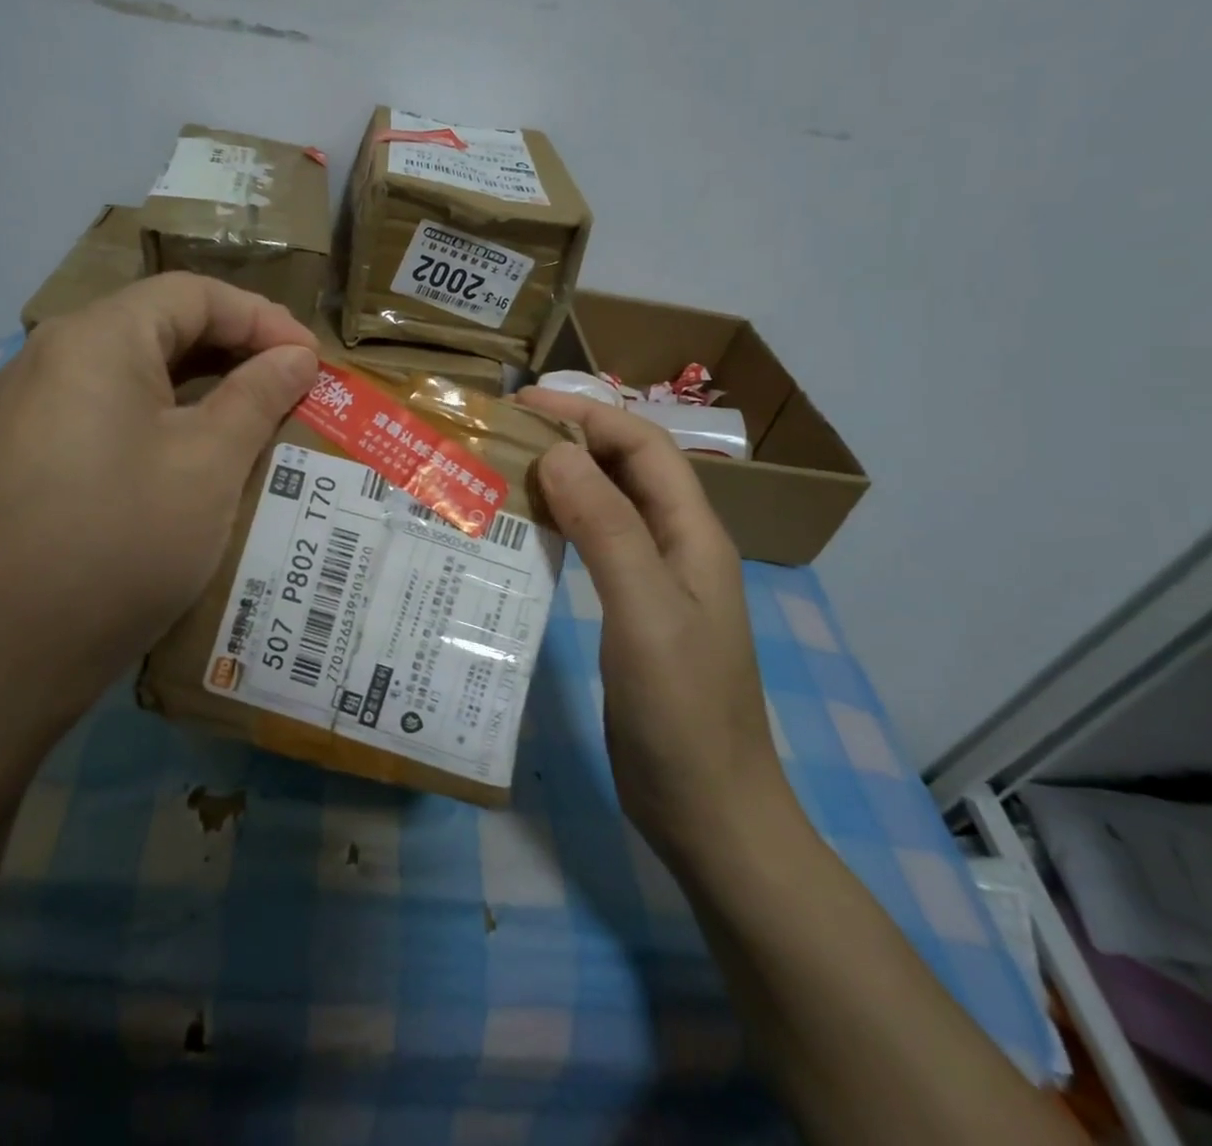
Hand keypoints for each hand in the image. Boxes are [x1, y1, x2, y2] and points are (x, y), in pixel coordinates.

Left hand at [0, 274, 318, 748]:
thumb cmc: (122, 543)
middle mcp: (51, 359)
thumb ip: (258, 395)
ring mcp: (28, 411)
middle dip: (234, 351)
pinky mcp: (24, 458)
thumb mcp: (209, 464)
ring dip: (200, 389)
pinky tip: (192, 462)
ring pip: (133, 375)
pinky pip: (106, 415)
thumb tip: (296, 355)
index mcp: (96, 340)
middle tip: (291, 389)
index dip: (262, 318)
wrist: (1, 659)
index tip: (313, 361)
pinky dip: (161, 422)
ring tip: (253, 423)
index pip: (193, 294)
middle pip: (159, 327)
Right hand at [517, 389, 793, 866]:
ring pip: (609, 507)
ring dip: (564, 480)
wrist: (707, 809)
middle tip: (504, 432)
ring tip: (505, 471)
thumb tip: (557, 453)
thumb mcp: (644, 611)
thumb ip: (607, 528)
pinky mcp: (633, 613)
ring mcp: (656, 582)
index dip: (588, 413)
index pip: (642, 446)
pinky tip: (525, 532)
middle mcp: (677, 546)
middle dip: (572, 438)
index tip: (526, 402)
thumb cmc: (681, 710)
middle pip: (626, 469)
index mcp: (692, 534)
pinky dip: (562, 526)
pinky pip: (597, 548)